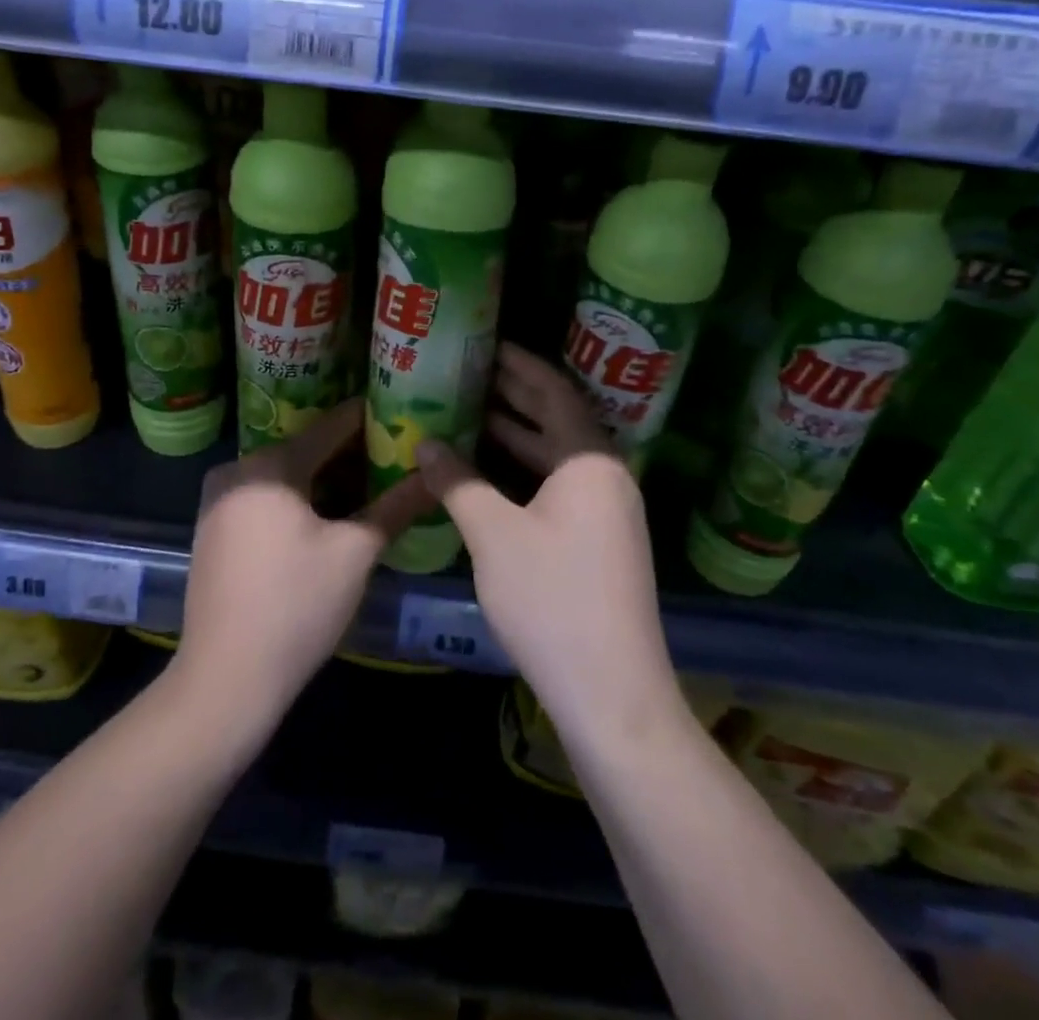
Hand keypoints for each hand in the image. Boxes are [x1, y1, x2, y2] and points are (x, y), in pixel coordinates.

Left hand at [174, 399, 434, 732]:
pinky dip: (299, 498)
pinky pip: (265, 497)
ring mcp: (219, 501)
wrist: (225, 680)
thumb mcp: (356, 553)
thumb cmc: (296, 606)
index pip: (331, 425)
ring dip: (326, 478)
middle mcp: (237, 470)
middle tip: (396, 455)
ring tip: (372, 483)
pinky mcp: (213, 530)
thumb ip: (396, 505)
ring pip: (285, 475)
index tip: (404, 413)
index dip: (370, 418)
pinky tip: (329, 514)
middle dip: (351, 452)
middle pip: (305, 448)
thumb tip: (434, 475)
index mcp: (269, 465)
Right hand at [415, 346, 678, 741]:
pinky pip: (557, 487)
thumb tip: (426, 444)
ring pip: (556, 458)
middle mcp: (606, 477)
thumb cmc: (553, 600)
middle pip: (558, 421)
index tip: (487, 345)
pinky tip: (488, 476)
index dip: (520, 365)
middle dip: (515, 396)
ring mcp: (606, 512)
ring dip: (516, 436)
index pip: (555, 392)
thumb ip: (458, 483)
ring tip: (469, 415)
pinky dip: (523, 473)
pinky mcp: (599, 542)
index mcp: (590, 461)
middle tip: (468, 373)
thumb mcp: (495, 535)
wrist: (612, 693)